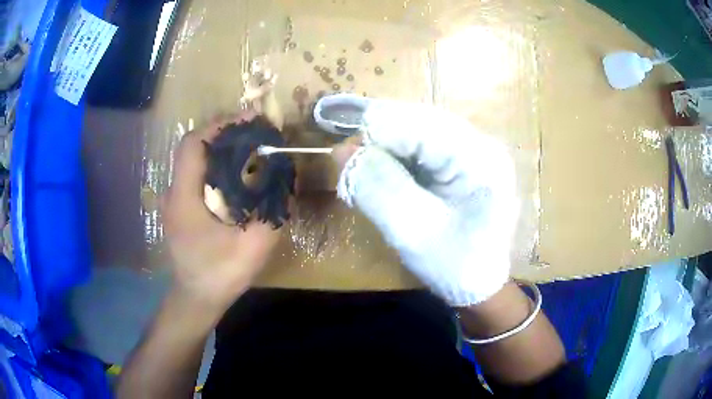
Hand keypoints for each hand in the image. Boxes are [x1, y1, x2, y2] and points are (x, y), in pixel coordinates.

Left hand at [161, 112, 280, 309]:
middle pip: (194, 148)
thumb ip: (273, 213)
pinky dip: (215, 166)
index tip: (249, 121)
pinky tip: (235, 175)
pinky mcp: (180, 207)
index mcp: (185, 198)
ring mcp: (175, 200)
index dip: (220, 126)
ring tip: (248, 148)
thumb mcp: (253, 248)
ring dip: (219, 149)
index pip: (194, 145)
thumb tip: (288, 181)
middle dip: (223, 134)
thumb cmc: (220, 276)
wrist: (197, 299)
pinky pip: (195, 175)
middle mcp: (174, 192)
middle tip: (253, 133)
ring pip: (193, 160)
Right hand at [332, 100, 517, 305]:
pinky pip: (423, 145)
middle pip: (419, 121)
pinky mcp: (465, 161)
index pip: (418, 125)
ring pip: (418, 130)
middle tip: (353, 169)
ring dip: (387, 148)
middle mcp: (481, 143)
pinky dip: (398, 157)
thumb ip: (379, 187)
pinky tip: (388, 176)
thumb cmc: (455, 267)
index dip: (376, 135)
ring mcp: (474, 150)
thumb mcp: (412, 232)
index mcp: (480, 159)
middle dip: (381, 141)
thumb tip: (342, 149)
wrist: (481, 286)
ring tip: (367, 175)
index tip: (344, 159)